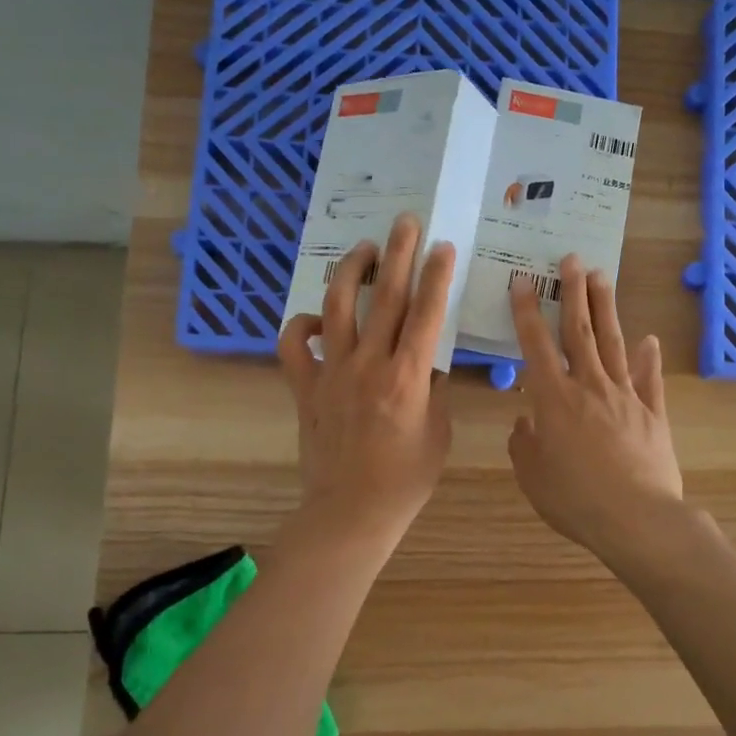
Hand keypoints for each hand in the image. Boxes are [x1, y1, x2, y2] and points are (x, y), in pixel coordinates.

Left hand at [277, 215, 453, 545]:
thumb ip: (433, 390)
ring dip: (351, 273)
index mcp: (407, 376)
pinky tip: (315, 318)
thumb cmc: (405, 479)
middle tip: (405, 222)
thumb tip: (428, 361)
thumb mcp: (438, 433)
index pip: (425, 313)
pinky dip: (300, 326)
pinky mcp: (305, 388)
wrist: (351, 512)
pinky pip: (293, 347)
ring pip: (336, 308)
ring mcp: (331, 373)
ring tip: (364, 250)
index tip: (442, 245)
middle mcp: (368, 364)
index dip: (435, 275)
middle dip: (398, 254)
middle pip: (384, 297)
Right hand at [508, 255, 683, 560]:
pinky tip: (650, 339)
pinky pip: (649, 380)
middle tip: (572, 259)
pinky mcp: (652, 414)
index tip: (523, 281)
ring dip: (606, 309)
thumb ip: (524, 444)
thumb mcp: (533, 476)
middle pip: (581, 331)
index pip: (536, 345)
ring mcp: (625, 396)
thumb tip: (525, 421)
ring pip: (614, 344)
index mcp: (554, 399)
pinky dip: (649, 358)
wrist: (636, 518)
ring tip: (603, 277)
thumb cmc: (575, 499)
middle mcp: (590, 386)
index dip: (527, 312)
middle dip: (574, 292)